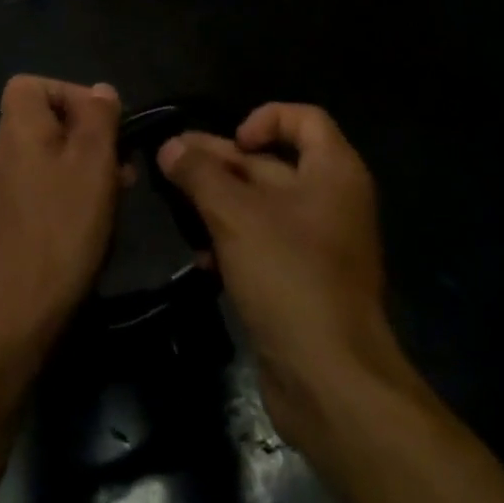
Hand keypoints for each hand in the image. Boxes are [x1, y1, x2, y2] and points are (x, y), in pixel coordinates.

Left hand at [0, 75, 122, 379]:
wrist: (7, 322)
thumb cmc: (57, 232)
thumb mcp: (92, 167)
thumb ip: (98, 120)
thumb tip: (101, 90)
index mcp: (16, 129)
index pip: (31, 84)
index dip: (69, 92)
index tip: (103, 124)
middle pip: (41, 123)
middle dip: (85, 138)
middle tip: (121, 169)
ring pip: (42, 161)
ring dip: (79, 171)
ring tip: (113, 200)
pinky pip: (34, 193)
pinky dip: (62, 199)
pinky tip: (85, 230)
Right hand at [158, 103, 407, 456]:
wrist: (332, 384)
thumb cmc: (290, 277)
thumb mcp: (236, 215)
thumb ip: (200, 174)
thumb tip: (170, 146)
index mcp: (333, 173)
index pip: (303, 118)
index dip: (264, 119)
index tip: (231, 142)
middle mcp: (331, 201)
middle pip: (272, 163)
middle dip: (222, 162)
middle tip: (171, 163)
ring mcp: (317, 245)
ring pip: (261, 205)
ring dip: (219, 202)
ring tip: (176, 207)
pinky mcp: (301, 282)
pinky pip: (263, 244)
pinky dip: (232, 240)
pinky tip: (199, 256)